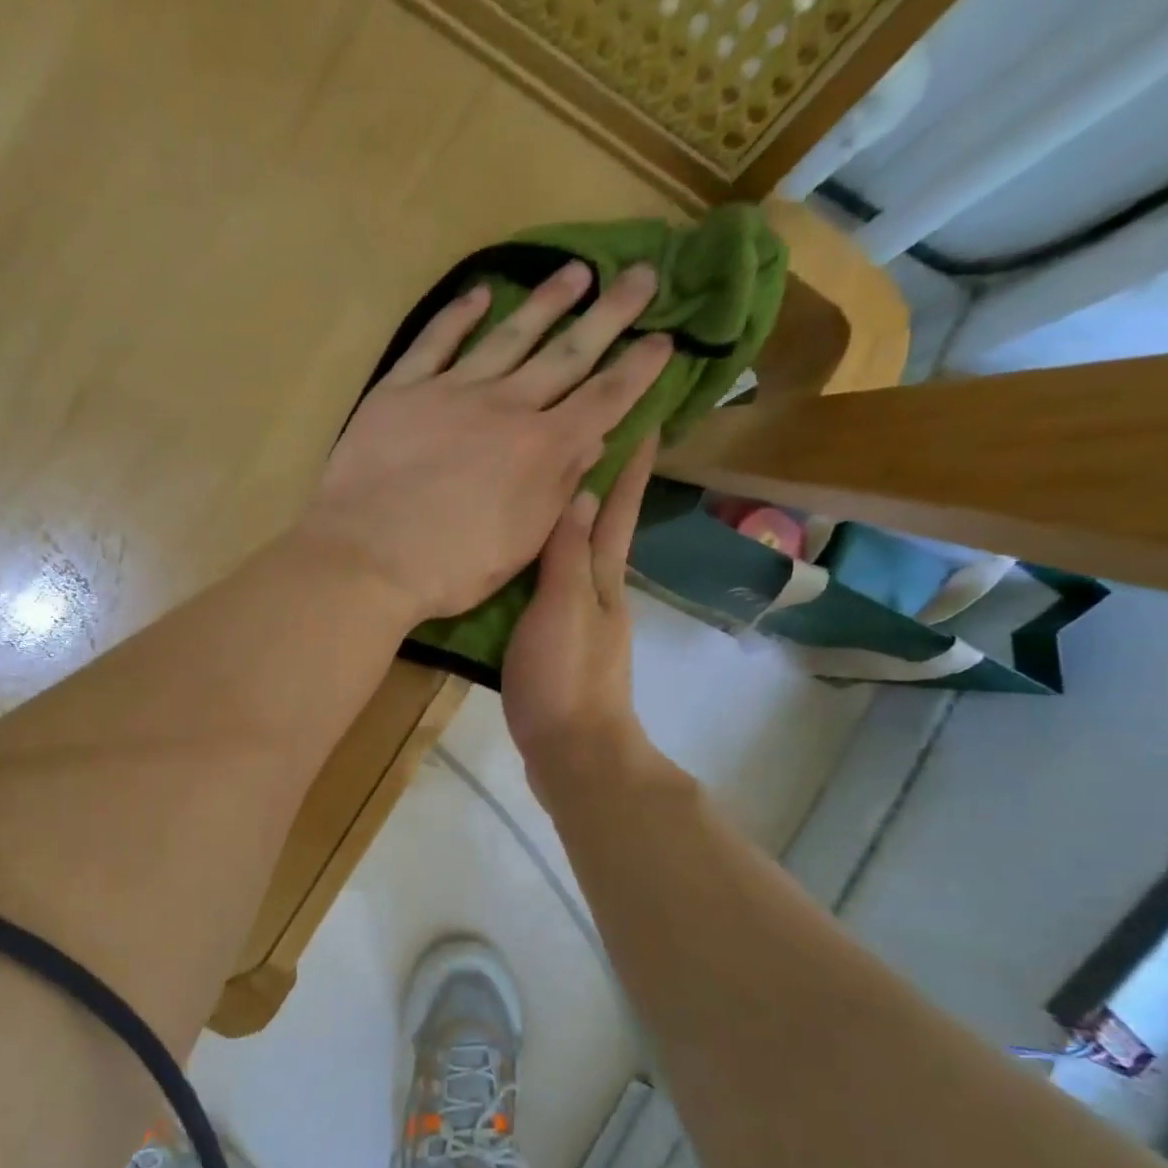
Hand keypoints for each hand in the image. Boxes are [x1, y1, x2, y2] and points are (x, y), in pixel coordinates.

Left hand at [297, 260, 671, 623]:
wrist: (365, 559)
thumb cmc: (447, 569)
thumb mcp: (519, 546)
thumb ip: (557, 490)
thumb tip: (591, 443)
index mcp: (541, 450)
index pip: (603, 400)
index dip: (639, 369)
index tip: (667, 339)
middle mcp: (505, 408)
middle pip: (567, 353)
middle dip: (610, 315)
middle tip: (644, 275)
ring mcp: (450, 393)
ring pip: (508, 336)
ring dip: (545, 302)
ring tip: (576, 272)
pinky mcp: (400, 391)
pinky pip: (434, 343)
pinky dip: (457, 316)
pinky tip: (478, 294)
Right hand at [502, 436, 659, 801]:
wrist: (574, 754)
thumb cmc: (565, 679)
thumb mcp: (561, 610)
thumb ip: (566, 556)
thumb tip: (579, 490)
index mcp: (601, 579)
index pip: (617, 509)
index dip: (630, 464)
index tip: (644, 413)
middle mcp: (597, 592)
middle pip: (603, 527)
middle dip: (605, 481)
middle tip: (591, 435)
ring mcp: (580, 621)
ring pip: (577, 556)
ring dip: (572, 520)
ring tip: (548, 488)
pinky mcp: (559, 645)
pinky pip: (553, 587)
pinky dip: (545, 562)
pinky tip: (523, 562)